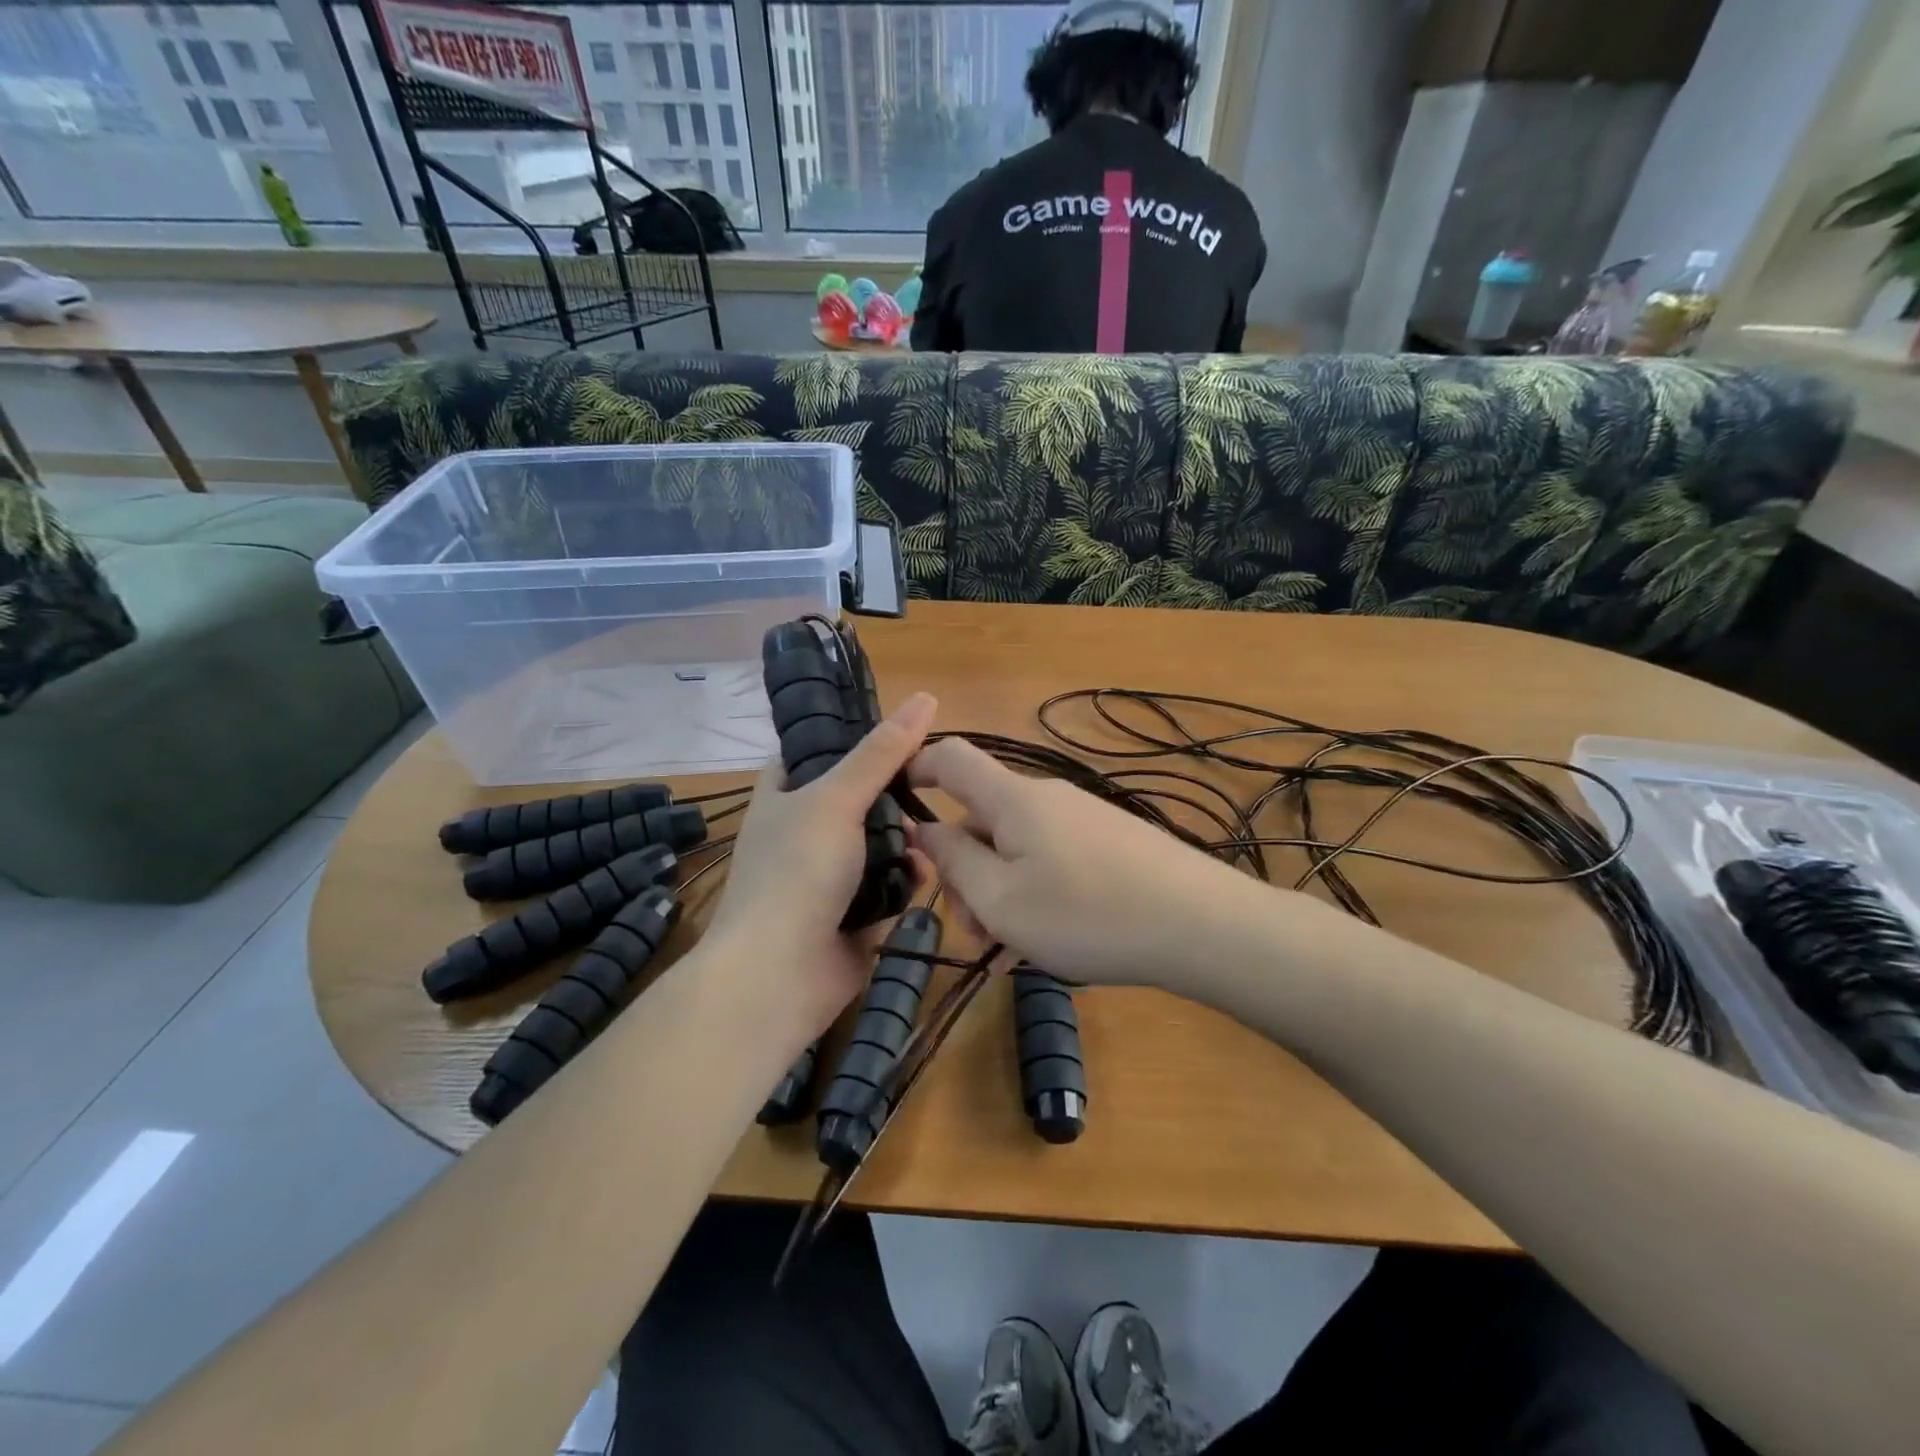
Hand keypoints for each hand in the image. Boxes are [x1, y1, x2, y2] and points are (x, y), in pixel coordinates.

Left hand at [700, 692, 936, 1043]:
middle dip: (893, 795)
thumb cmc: (797, 871)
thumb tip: (925, 697)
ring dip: (905, 840)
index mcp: (784, 796)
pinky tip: (927, 875)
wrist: (780, 974)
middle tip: (927, 786)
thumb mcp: (836, 798)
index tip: (898, 731)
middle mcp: (803, 832)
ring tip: (926, 838)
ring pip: (879, 843)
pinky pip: (889, 885)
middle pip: (857, 798)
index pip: (814, 751)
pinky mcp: (854, 914)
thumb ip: (880, 752)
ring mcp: (828, 876)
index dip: (851, 737)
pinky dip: (907, 879)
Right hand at [909, 738, 1276, 988]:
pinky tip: (1047, 944)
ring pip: (1017, 849)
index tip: (896, 809)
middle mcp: (1047, 798)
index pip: (951, 758)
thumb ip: (953, 862)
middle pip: (983, 819)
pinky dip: (1035, 896)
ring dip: (1000, 892)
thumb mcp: (1001, 900)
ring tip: (1013, 949)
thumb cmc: (1087, 914)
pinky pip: (1052, 862)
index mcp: (1012, 799)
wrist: (1201, 925)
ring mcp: (1083, 820)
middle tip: (974, 929)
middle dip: (965, 870)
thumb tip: (925, 828)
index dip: (915, 770)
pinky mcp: (1111, 844)